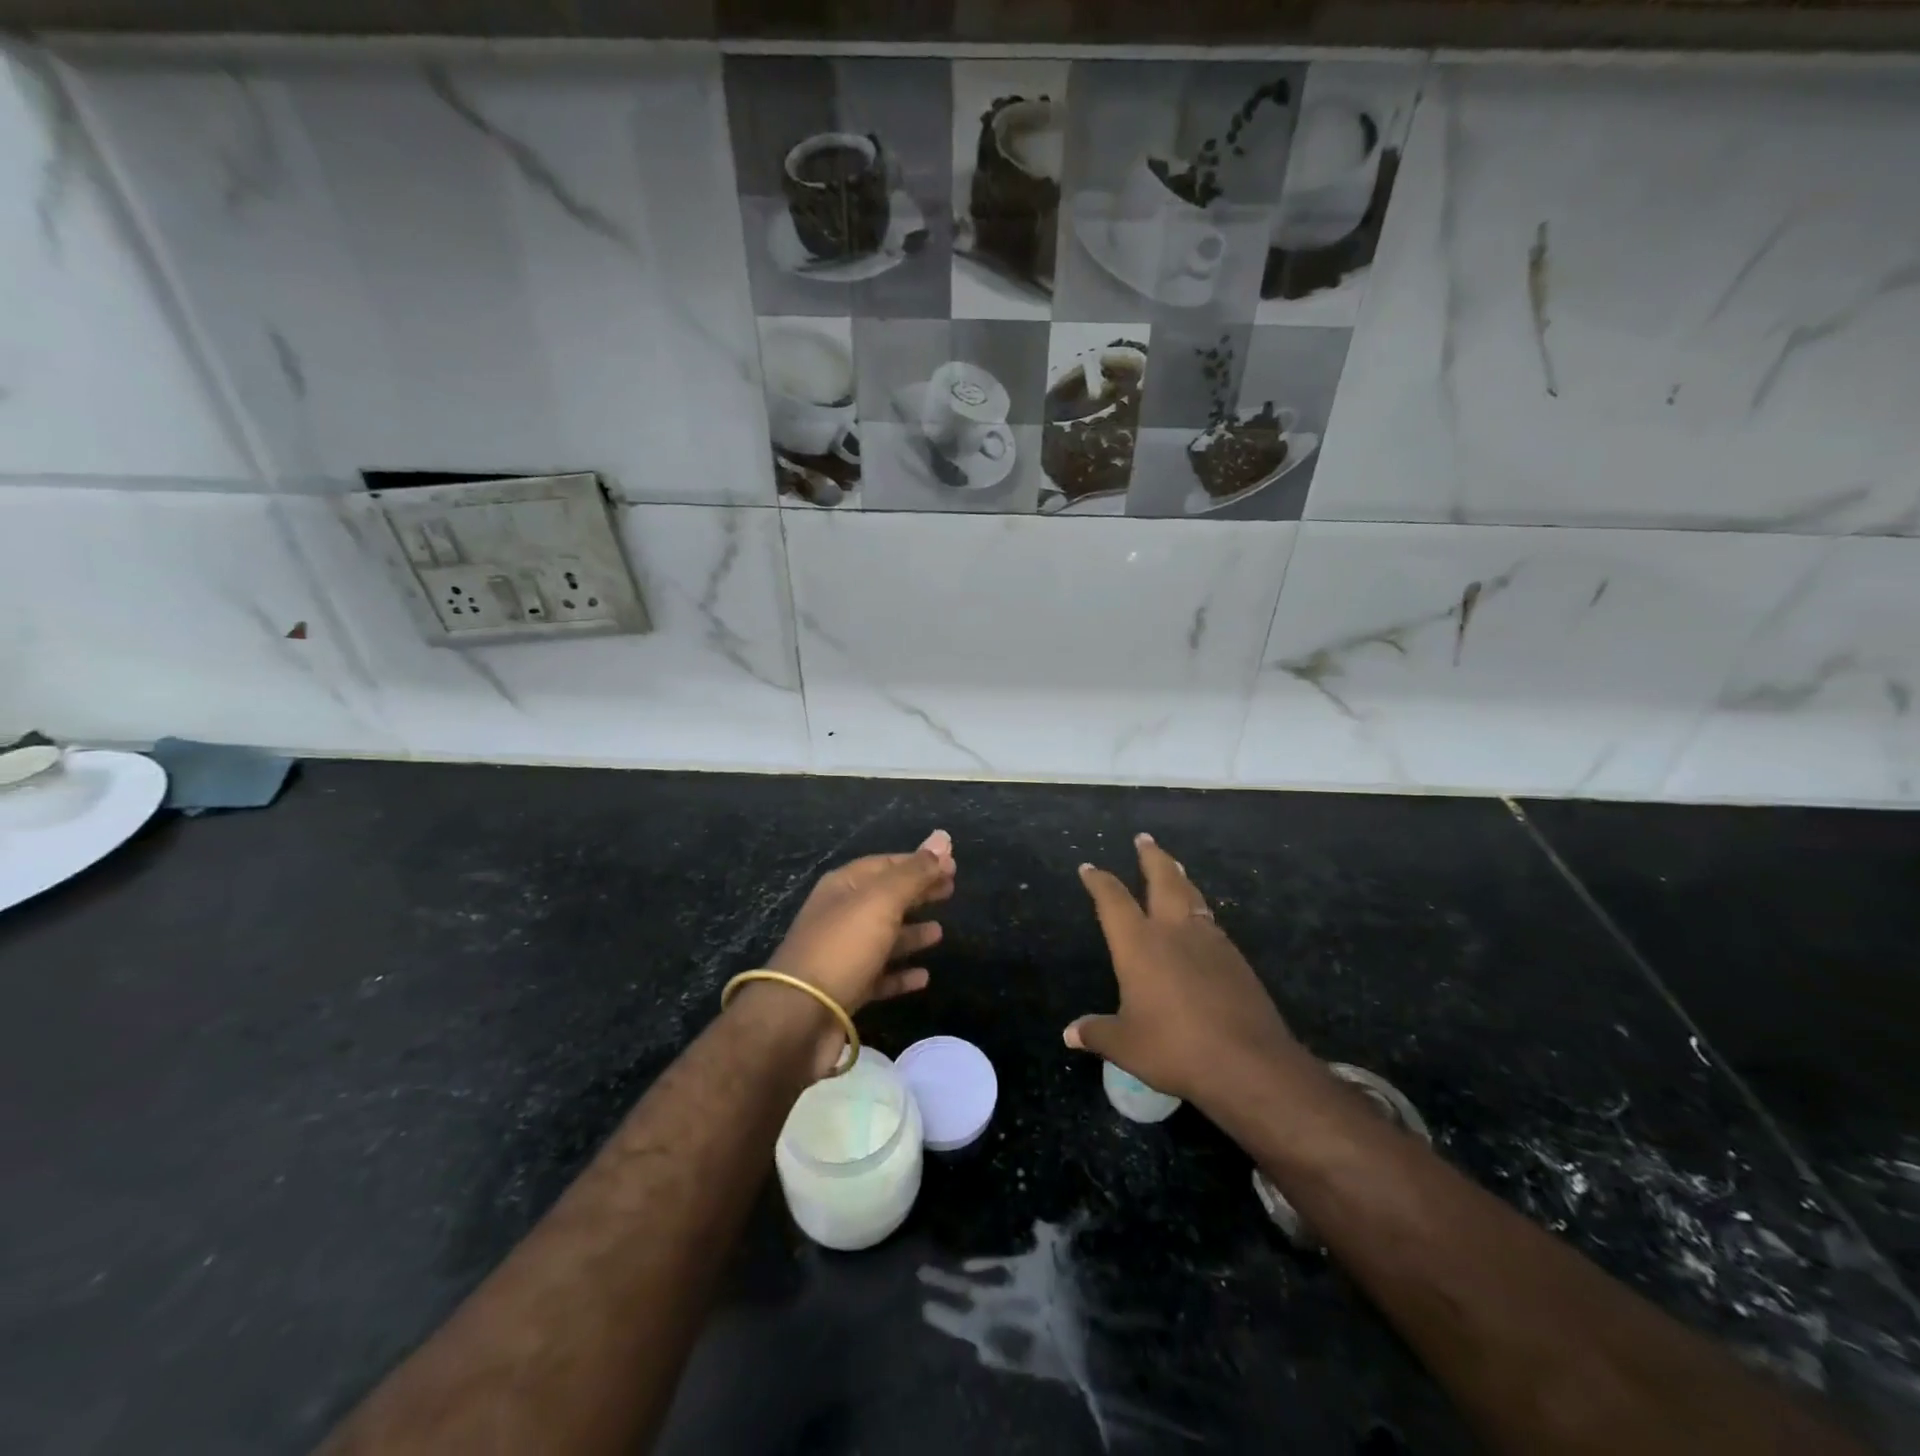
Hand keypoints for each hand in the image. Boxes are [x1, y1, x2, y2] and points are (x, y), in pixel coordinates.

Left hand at [762, 830, 956, 1075]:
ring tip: (940, 932)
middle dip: (917, 892)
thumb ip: (914, 873)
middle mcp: (840, 916)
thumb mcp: (881, 902)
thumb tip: (943, 838)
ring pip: (883, 937)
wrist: (797, 1017)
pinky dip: (901, 974)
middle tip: (951, 890)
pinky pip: (879, 976)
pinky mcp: (846, 990)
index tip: (951, 865)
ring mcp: (841, 954)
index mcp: (843, 887)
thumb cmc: (842, 948)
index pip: (886, 865)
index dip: (918, 862)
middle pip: (886, 897)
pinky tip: (924, 976)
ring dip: (911, 932)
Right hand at [1065, 833, 1302, 1104]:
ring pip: (1191, 895)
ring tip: (1175, 867)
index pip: (1113, 899)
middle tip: (1144, 838)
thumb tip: (1070, 1033)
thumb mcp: (1126, 1045)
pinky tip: (1200, 920)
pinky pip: (1211, 921)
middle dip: (1151, 857)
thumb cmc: (1175, 1048)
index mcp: (1139, 943)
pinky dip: (1199, 910)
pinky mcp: (1236, 959)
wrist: (1249, 1063)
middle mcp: (1174, 931)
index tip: (1090, 868)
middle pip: (1162, 879)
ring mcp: (1209, 941)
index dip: (1099, 881)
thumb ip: (1097, 1032)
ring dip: (1179, 877)